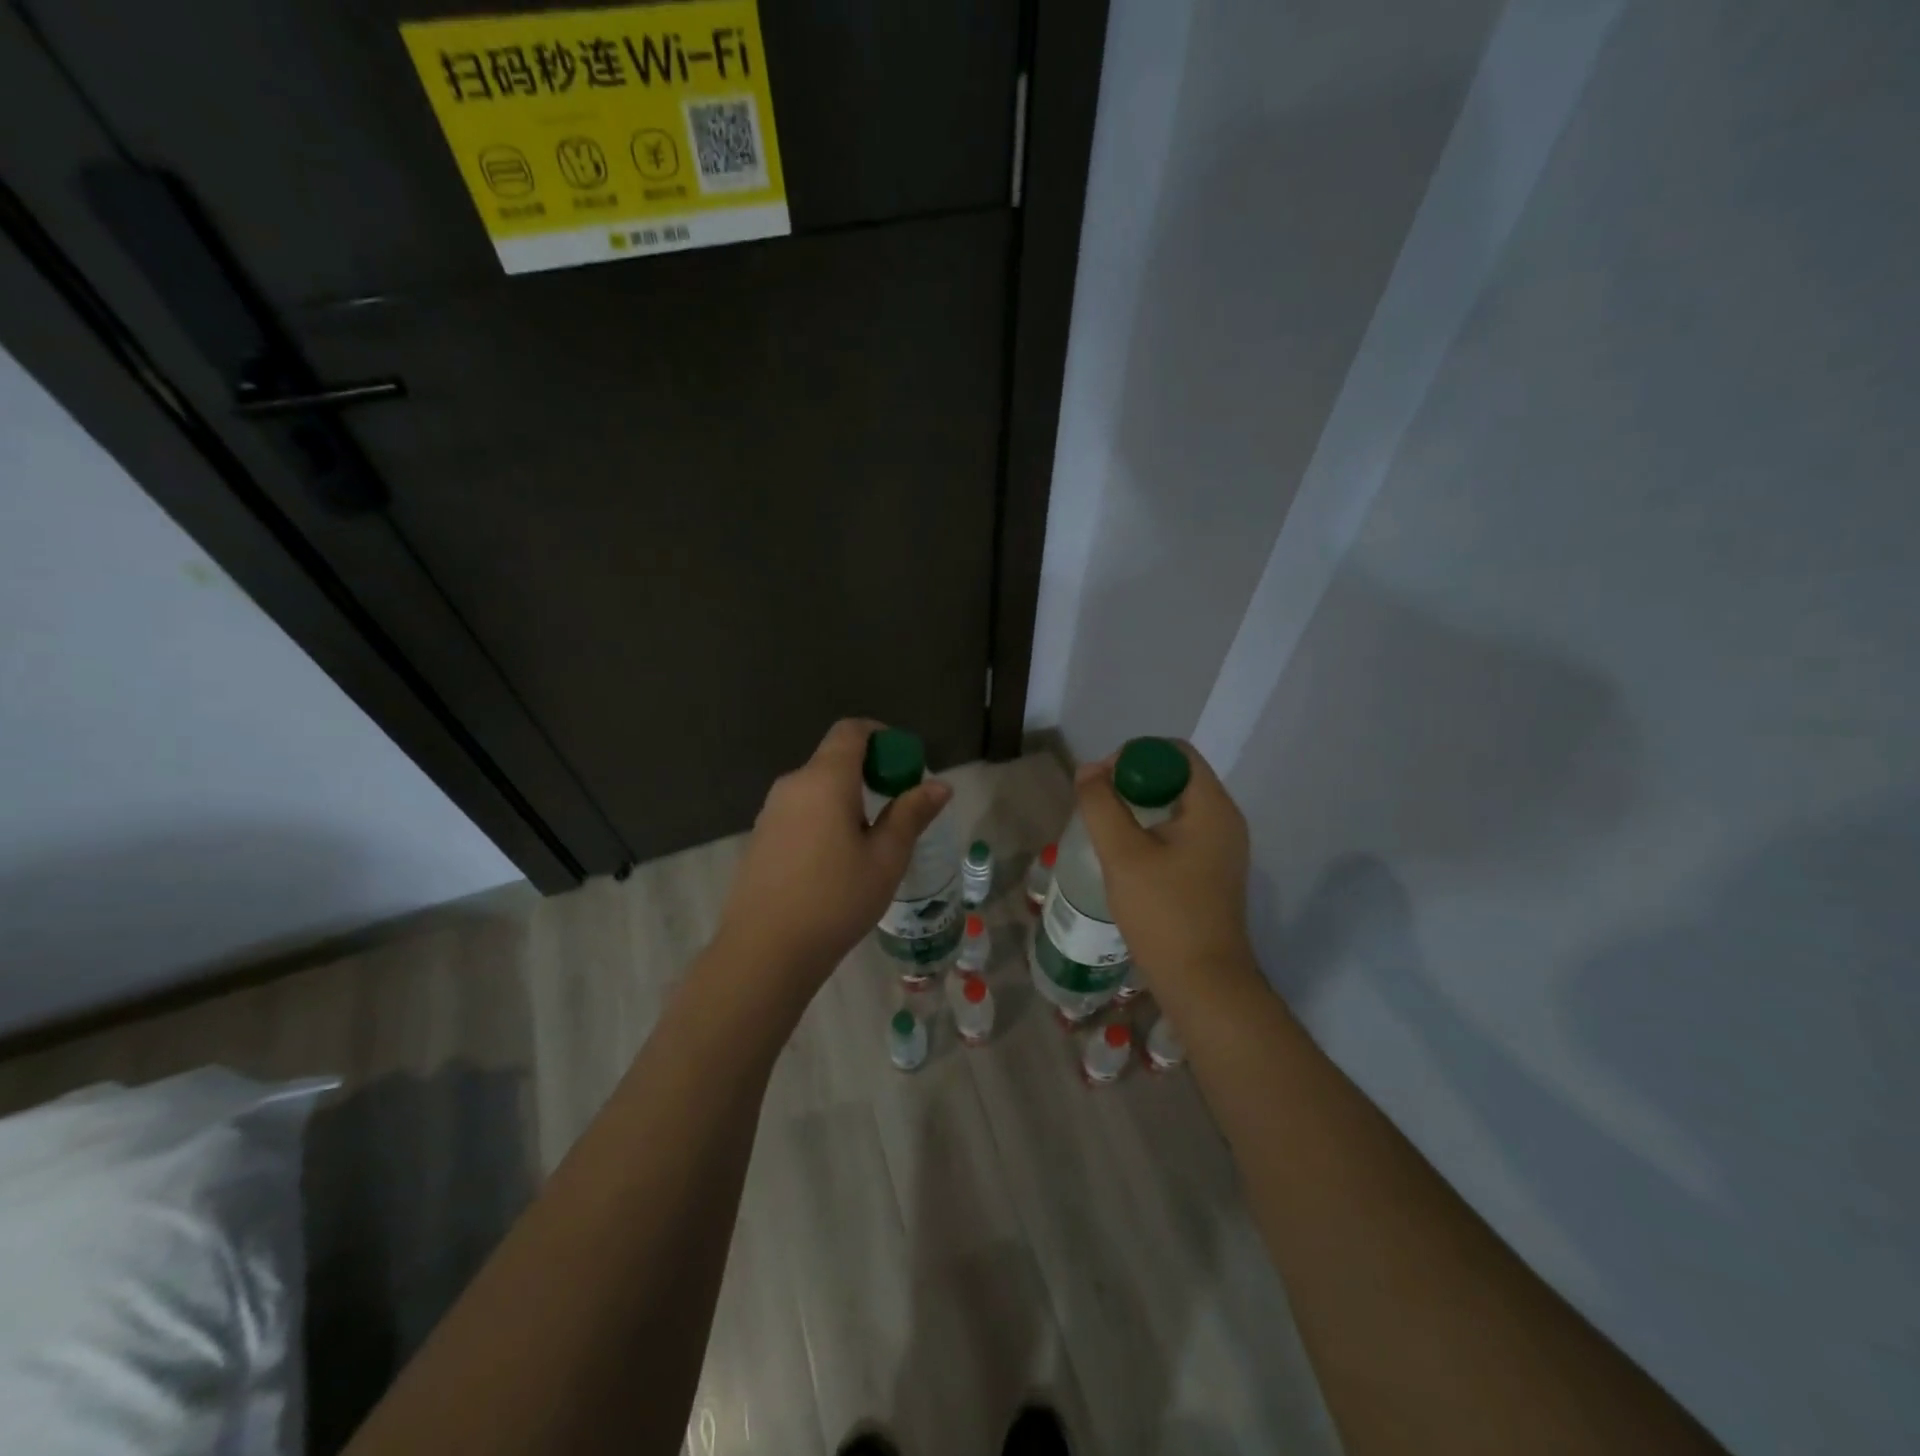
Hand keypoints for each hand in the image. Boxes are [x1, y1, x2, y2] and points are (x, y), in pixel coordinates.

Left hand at [715, 719, 950, 991]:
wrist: (764, 951)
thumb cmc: (835, 900)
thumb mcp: (886, 858)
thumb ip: (911, 814)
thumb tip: (940, 785)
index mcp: (824, 780)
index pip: (851, 731)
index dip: (881, 736)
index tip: (905, 762)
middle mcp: (792, 785)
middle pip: (834, 759)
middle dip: (870, 771)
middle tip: (898, 806)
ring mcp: (770, 811)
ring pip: (817, 787)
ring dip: (847, 797)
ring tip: (871, 839)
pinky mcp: (760, 837)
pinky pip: (800, 811)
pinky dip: (825, 816)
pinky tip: (836, 860)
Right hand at [1073, 742, 1256, 999]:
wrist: (1204, 984)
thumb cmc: (1164, 914)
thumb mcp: (1123, 855)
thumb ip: (1101, 806)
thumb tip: (1088, 771)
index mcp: (1213, 807)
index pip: (1175, 753)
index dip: (1134, 756)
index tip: (1101, 782)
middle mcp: (1225, 820)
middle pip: (1175, 776)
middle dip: (1132, 781)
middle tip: (1098, 805)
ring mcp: (1222, 848)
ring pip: (1175, 806)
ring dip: (1138, 807)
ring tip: (1106, 829)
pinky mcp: (1212, 871)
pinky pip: (1180, 832)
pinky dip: (1151, 831)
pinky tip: (1126, 856)